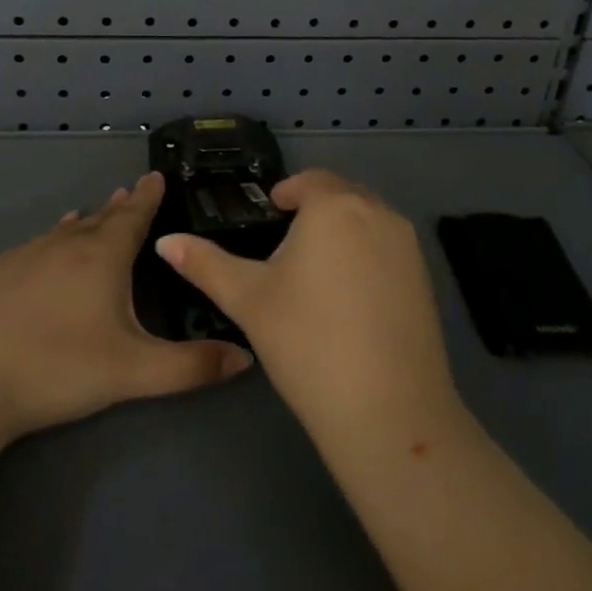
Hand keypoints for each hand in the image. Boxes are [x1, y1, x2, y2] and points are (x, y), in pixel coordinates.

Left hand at [0, 171, 251, 440]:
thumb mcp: (133, 373)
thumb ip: (191, 366)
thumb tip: (245, 357)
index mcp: (103, 256)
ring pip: (65, 230)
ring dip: (85, 221)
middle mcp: (66, 243)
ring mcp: (26, 254)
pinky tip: (47, 245)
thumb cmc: (58, 369)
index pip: (134, 216)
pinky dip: (52, 239)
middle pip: (100, 218)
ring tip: (94, 213)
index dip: (148, 197)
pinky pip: (35, 244)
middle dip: (120, 206)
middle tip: (131, 191)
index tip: (156, 176)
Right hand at [156, 170, 460, 446]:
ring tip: (315, 271)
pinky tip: (350, 299)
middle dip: (315, 209)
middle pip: (342, 195)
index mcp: (334, 206)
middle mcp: (378, 212)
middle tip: (287, 243)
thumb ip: (205, 263)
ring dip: (343, 230)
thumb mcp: (248, 299)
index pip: (309, 181)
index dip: (287, 192)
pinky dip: (367, 256)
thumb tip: (165, 240)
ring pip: (368, 221)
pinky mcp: (426, 278)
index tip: (270, 212)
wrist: (388, 409)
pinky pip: (389, 248)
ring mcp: (408, 246)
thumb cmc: (307, 341)